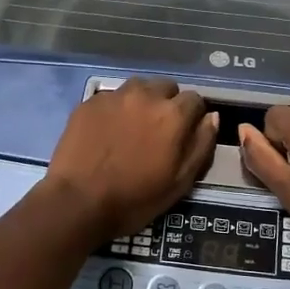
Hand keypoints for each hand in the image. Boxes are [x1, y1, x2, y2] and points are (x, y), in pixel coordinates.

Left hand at [43, 79, 217, 240]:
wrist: (77, 201)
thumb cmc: (134, 198)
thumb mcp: (180, 182)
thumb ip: (201, 145)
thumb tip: (211, 117)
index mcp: (173, 115)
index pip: (195, 99)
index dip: (193, 117)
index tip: (185, 134)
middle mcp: (146, 95)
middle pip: (167, 87)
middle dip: (168, 104)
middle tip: (158, 131)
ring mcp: (115, 96)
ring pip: (139, 87)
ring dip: (143, 101)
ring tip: (134, 126)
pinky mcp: (90, 101)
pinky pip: (113, 96)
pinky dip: (117, 108)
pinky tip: (109, 130)